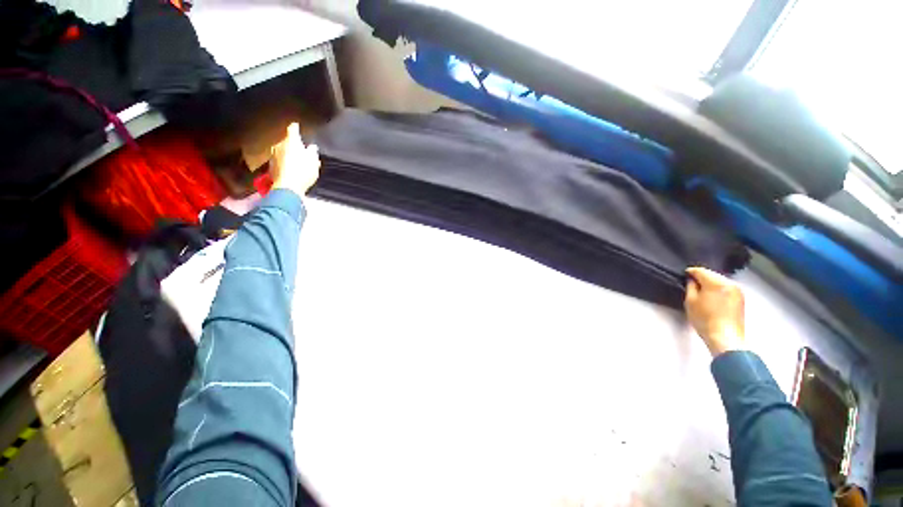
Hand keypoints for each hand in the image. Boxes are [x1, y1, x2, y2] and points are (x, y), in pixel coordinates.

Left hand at [270, 123, 320, 195]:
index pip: (293, 128)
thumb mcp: (313, 161)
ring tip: (296, 159)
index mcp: (290, 140)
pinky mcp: (270, 166)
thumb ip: (312, 152)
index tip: (297, 125)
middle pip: (285, 139)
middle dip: (292, 142)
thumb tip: (312, 147)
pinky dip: (284, 161)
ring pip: (281, 150)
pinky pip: (279, 160)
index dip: (296, 126)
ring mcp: (273, 155)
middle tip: (301, 147)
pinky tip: (290, 167)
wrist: (288, 187)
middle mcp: (279, 145)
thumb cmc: (302, 171)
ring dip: (288, 152)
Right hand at [685, 267, 744, 357]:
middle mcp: (730, 283)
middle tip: (691, 285)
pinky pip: (726, 289)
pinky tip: (712, 299)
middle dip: (702, 278)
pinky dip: (718, 290)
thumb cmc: (705, 319)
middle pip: (712, 275)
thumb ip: (690, 287)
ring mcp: (738, 291)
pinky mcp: (741, 299)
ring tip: (702, 293)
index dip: (690, 272)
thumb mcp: (690, 301)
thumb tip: (692, 280)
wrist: (725, 338)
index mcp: (717, 282)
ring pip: (720, 281)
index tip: (684, 276)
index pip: (700, 270)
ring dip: (711, 284)